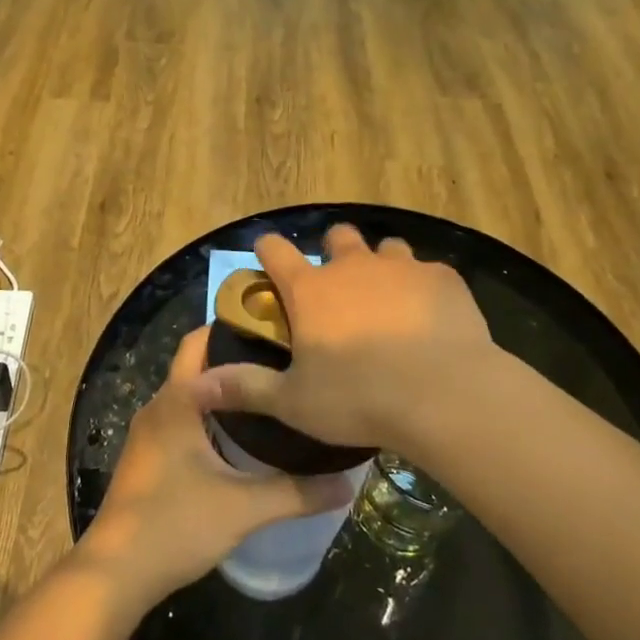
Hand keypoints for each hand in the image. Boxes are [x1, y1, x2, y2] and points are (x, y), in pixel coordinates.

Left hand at [78, 328, 354, 609]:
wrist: (115, 573)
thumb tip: (347, 483)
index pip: (202, 340)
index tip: (276, 327)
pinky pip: (182, 415)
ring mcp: (149, 432)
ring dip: (222, 387)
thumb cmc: (176, 525)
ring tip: (270, 390)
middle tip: (281, 358)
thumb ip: (297, 492)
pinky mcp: (148, 456)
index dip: (236, 327)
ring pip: (190, 392)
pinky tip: (240, 433)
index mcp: (178, 400)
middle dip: (233, 355)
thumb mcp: (244, 507)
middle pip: (197, 363)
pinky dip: (209, 412)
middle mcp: (160, 405)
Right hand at [208, 226, 491, 449]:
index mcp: (311, 290)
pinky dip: (423, 288)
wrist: (444, 393)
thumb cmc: (359, 398)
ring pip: (387, 248)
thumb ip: (244, 388)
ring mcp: (401, 267)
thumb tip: (195, 386)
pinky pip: (428, 271)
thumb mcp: (293, 402)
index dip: (268, 249)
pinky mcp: (442, 278)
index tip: (267, 255)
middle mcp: (353, 266)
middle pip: (338, 237)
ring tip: (389, 299)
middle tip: (338, 286)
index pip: (276, 251)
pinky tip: (430, 317)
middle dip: (334, 251)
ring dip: (382, 265)